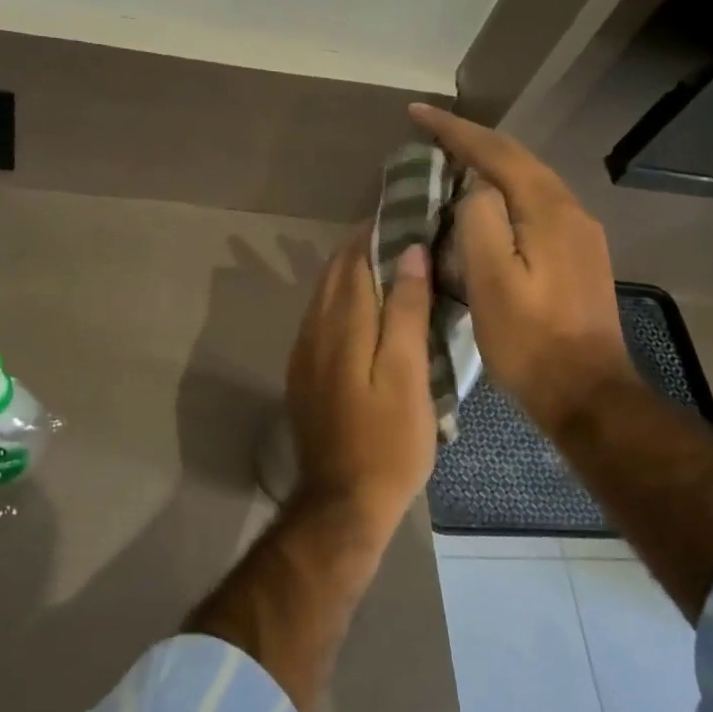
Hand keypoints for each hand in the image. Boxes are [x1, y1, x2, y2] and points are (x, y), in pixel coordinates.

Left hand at [285, 234, 436, 526]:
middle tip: (400, 230)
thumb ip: (404, 311)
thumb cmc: (389, 441)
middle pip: (333, 274)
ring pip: (323, 296)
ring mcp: (303, 355)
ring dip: (349, 272)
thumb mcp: (407, 374)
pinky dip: (341, 300)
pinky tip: (363, 307)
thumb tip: (408, 252)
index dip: (376, 232)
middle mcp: (313, 331)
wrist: (342, 500)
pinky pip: (320, 320)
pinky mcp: (304, 375)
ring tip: (387, 260)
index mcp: (340, 325)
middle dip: (361, 247)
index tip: (403, 211)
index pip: (354, 260)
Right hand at [409, 104, 636, 430]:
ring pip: (527, 185)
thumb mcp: (491, 282)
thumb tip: (474, 189)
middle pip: (517, 161)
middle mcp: (570, 212)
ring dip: (488, 168)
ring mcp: (579, 235)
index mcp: (548, 211)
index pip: (497, 153)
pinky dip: (502, 197)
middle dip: (472, 142)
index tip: (416, 113)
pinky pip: (533, 209)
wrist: (586, 393)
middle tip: (430, 134)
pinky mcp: (577, 258)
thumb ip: (480, 222)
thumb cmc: (530, 341)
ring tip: (450, 164)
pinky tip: (483, 210)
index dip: (454, 130)